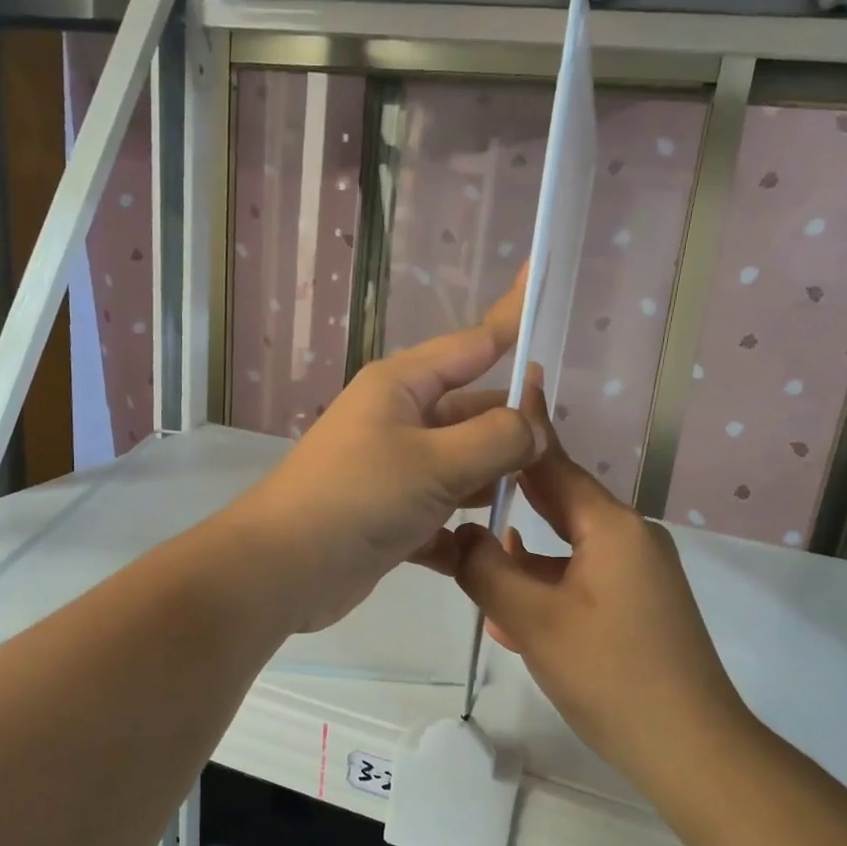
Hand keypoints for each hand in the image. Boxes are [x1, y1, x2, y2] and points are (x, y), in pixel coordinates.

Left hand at [220, 276, 545, 634]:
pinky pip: (442, 513)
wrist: (282, 568)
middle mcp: (399, 419)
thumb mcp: (435, 461)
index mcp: (403, 385)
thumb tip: (535, 426)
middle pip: (473, 410)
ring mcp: (394, 469)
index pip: (473, 343)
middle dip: (514, 426)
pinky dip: (463, 529)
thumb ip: (496, 438)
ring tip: (543, 495)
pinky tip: (491, 548)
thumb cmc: (358, 497)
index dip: (511, 317)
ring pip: (462, 464)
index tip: (540, 277)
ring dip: (494, 480)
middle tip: (564, 449)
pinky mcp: (391, 516)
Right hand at [449, 400, 751, 784]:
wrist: (690, 750)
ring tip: (469, 551)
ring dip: (521, 553)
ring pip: (566, 547)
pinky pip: (580, 579)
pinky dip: (544, 585)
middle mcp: (629, 539)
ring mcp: (637, 575)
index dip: (523, 431)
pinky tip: (508, 609)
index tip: (500, 391)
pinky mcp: (636, 606)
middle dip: (510, 496)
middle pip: (559, 503)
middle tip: (460, 479)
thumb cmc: (612, 676)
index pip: (555, 466)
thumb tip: (459, 537)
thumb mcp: (535, 622)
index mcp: (612, 527)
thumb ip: (488, 571)